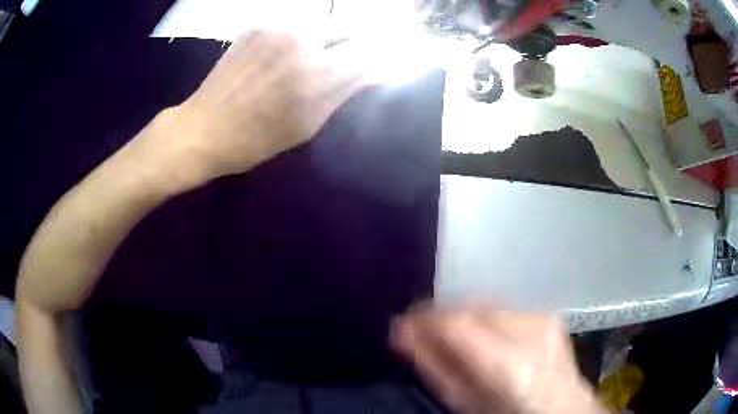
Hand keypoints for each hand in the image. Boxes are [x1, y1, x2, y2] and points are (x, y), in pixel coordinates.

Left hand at [130, 29, 366, 186]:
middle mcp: (301, 38)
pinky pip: (296, 24)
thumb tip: (375, 72)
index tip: (378, 67)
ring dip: (330, 39)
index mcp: (316, 72)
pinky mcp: (259, 23)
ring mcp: (277, 26)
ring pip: (323, 23)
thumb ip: (345, 91)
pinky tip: (289, 55)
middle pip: (349, 28)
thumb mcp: (307, 124)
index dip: (379, 58)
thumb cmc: (255, 139)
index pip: (369, 51)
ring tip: (316, 61)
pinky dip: (303, 37)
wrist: (201, 128)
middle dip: (355, 45)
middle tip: (346, 64)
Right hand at [392, 308, 605, 413]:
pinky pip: (503, 307)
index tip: (399, 325)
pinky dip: (482, 315)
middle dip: (439, 314)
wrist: (562, 409)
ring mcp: (543, 317)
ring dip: (459, 314)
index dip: (423, 319)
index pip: (457, 323)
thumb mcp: (467, 404)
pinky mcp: (547, 314)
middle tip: (416, 327)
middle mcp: (530, 331)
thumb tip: (404, 338)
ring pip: (486, 302)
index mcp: (509, 363)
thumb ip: (436, 370)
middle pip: (472, 306)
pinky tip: (474, 331)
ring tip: (442, 331)